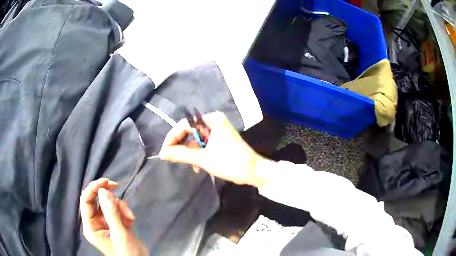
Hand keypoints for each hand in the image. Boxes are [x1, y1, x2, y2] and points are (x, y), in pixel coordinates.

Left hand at [80, 178, 147, 255]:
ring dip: (120, 207)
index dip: (93, 188)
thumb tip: (103, 190)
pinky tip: (131, 222)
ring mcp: (106, 222)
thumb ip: (111, 212)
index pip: (85, 201)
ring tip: (130, 218)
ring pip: (108, 204)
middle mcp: (95, 222)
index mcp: (90, 226)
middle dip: (107, 195)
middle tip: (115, 185)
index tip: (105, 182)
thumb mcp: (119, 233)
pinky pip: (117, 210)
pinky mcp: (115, 223)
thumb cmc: (127, 253)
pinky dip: (125, 213)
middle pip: (96, 200)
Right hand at [159, 111, 271, 187]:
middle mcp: (214, 121)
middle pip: (190, 132)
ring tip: (194, 167)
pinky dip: (200, 155)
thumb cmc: (230, 162)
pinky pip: (204, 145)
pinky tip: (199, 166)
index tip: (164, 152)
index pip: (184, 125)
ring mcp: (218, 131)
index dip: (172, 138)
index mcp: (212, 120)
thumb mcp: (203, 158)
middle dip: (183, 148)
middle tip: (175, 159)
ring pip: (196, 140)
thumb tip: (163, 153)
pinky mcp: (220, 140)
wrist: (254, 171)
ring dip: (192, 154)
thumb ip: (181, 154)